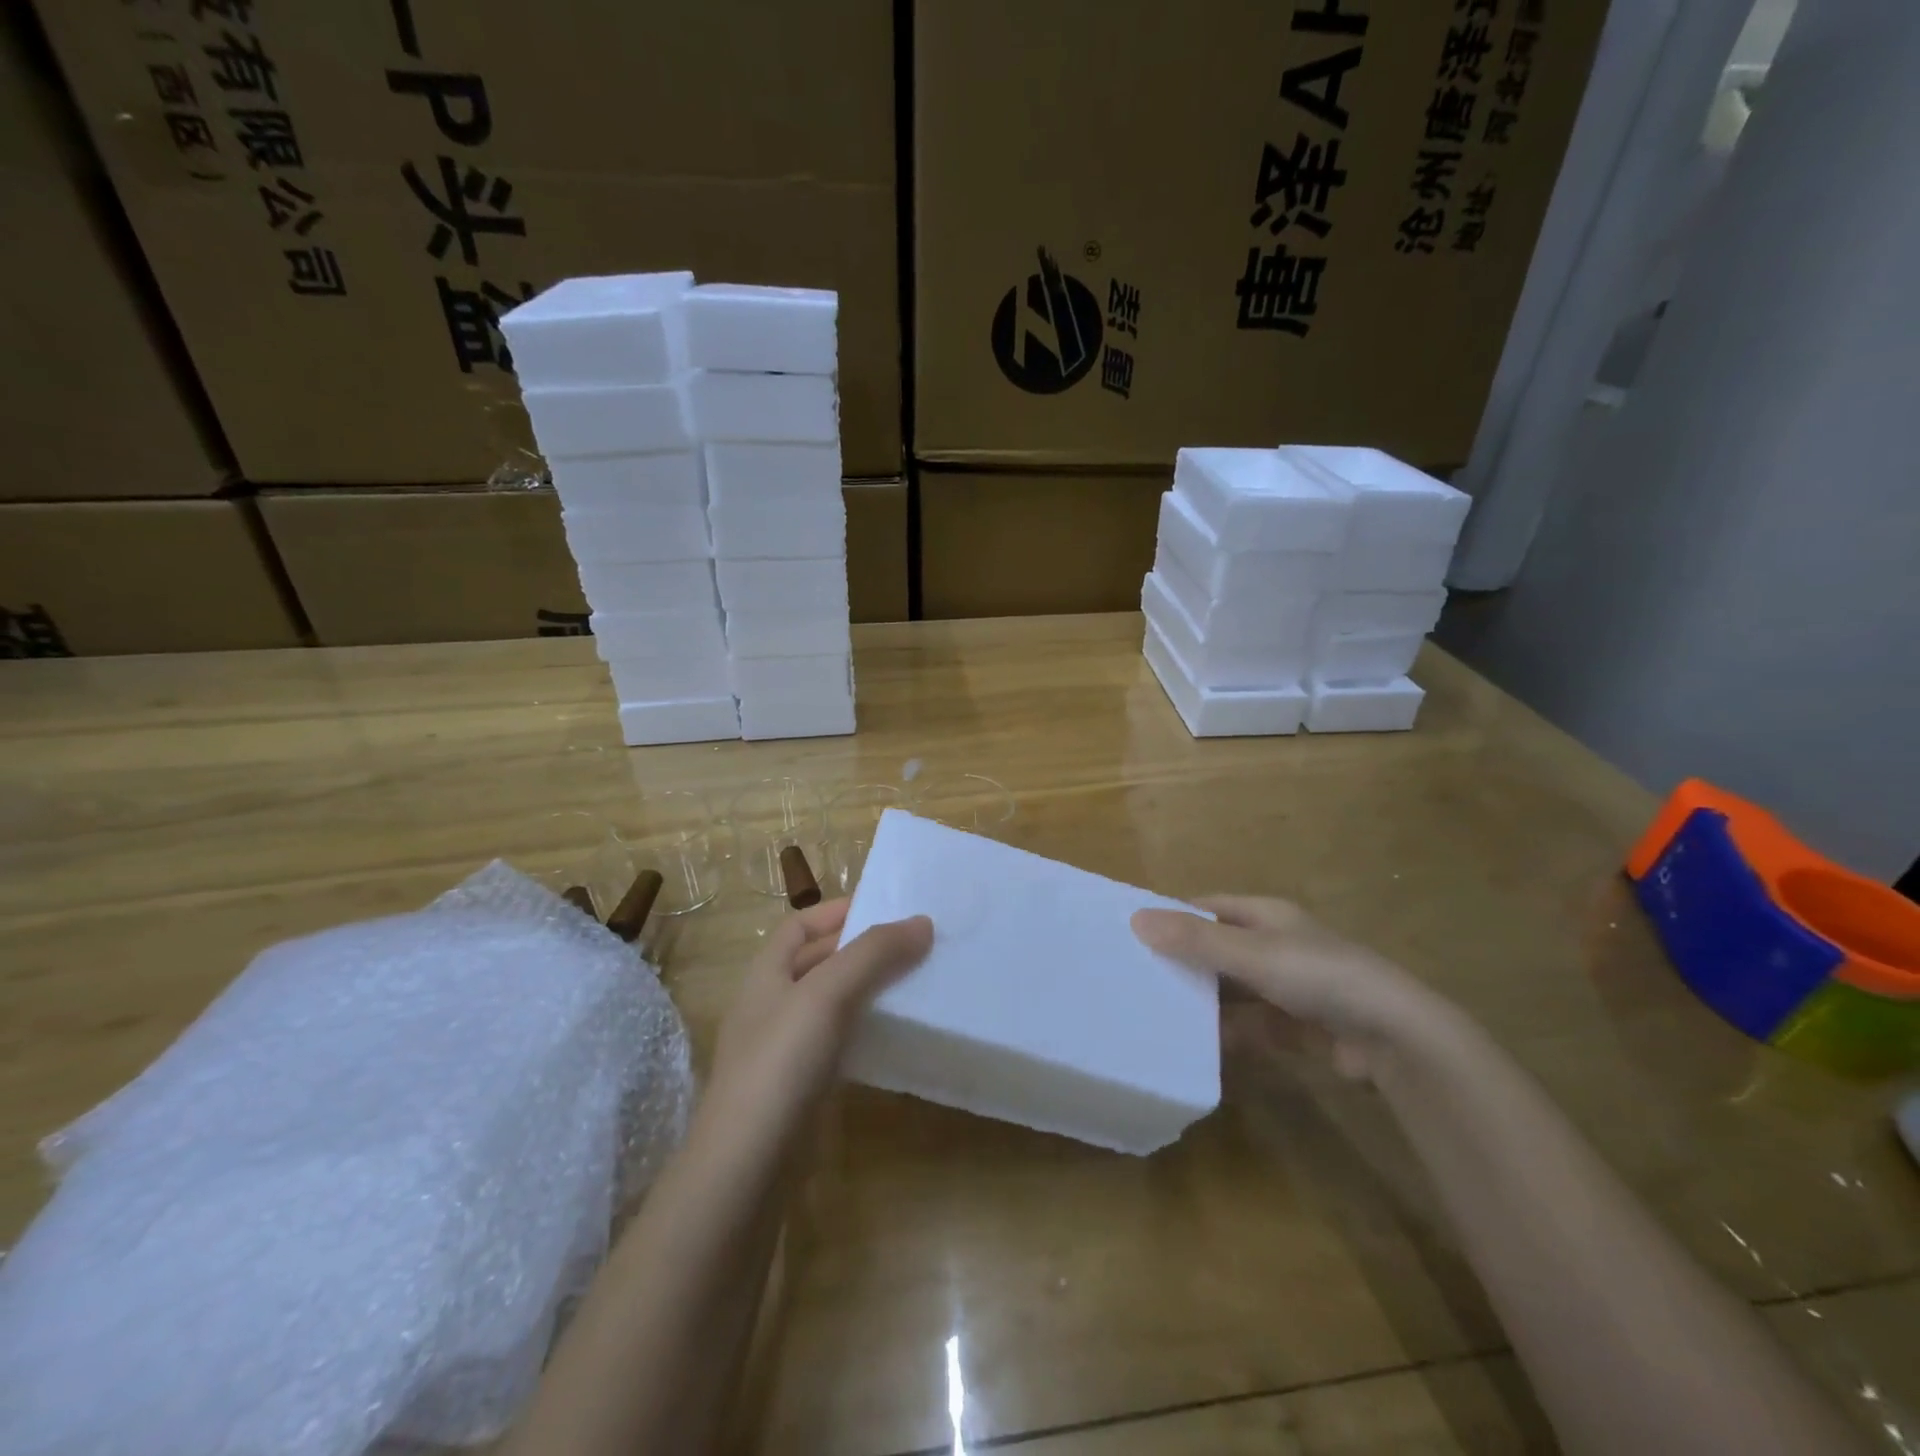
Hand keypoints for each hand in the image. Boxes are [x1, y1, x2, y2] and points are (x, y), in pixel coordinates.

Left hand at [701, 899, 931, 1159]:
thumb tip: (922, 922)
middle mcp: (772, 1005)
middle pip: (818, 961)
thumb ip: (873, 954)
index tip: (887, 907)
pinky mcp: (802, 1088)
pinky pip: (839, 1041)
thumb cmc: (780, 1064)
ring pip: (832, 1003)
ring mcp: (785, 1050)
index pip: (800, 925)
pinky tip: (896, 1035)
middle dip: (862, 948)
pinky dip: (866, 1029)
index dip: (838, 911)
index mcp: (766, 974)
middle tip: (916, 943)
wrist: (746, 1170)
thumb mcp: (826, 994)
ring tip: (916, 982)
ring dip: (868, 989)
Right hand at [1132, 895, 1456, 1079]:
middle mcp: (1274, 946)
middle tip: (1135, 978)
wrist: (1394, 1038)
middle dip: (1182, 962)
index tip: (1131, 933)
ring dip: (1203, 1001)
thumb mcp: (1252, 953)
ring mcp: (1286, 988)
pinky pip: (1249, 1026)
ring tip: (1156, 1014)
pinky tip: (1198, 1047)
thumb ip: (1195, 939)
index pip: (1207, 907)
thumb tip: (1136, 918)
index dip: (1172, 916)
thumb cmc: (1319, 976)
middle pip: (1216, 949)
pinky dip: (1226, 1034)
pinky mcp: (1295, 1028)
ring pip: (1231, 991)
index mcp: (1266, 916)